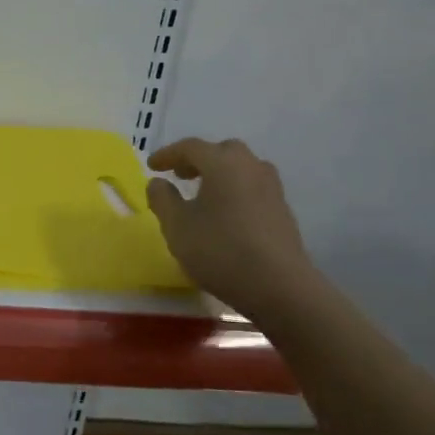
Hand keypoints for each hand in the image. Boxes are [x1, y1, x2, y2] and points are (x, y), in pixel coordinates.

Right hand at [145, 137, 316, 314]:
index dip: (168, 154)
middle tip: (181, 175)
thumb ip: (162, 199)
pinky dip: (235, 190)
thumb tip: (158, 182)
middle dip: (198, 159)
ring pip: (242, 168)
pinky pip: (253, 187)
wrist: (279, 287)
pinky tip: (226, 213)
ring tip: (203, 194)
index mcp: (222, 163)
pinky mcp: (283, 210)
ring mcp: (272, 188)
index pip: (191, 147)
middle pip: (222, 151)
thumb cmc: (220, 250)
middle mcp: (250, 167)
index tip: (152, 166)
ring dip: (220, 173)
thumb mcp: (177, 226)